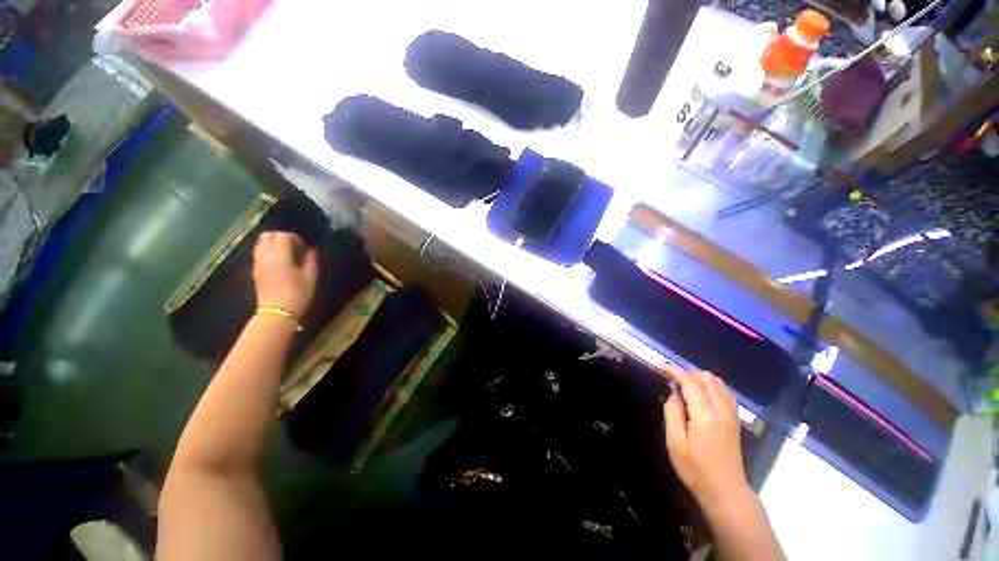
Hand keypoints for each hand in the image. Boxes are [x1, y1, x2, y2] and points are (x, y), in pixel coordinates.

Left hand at [252, 231, 317, 319]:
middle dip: (280, 237)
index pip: (283, 236)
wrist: (278, 313)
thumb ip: (310, 259)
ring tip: (287, 254)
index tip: (304, 247)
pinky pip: (259, 253)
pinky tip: (280, 262)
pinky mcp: (255, 271)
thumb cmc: (298, 294)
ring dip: (273, 244)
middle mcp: (265, 256)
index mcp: (279, 256)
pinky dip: (268, 252)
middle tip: (294, 246)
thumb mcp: (311, 276)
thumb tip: (310, 250)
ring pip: (260, 243)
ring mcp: (257, 263)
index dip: (295, 238)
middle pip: (267, 235)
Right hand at [662, 364, 750, 512]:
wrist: (726, 491)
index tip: (662, 366)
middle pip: (707, 378)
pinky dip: (712, 385)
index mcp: (705, 416)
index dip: (675, 371)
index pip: (691, 382)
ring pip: (719, 383)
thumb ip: (672, 413)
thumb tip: (673, 393)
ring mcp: (732, 415)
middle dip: (688, 372)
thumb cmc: (696, 469)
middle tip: (672, 378)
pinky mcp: (735, 420)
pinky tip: (702, 393)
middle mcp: (721, 410)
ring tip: (685, 384)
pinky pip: (726, 392)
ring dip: (700, 378)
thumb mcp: (675, 443)